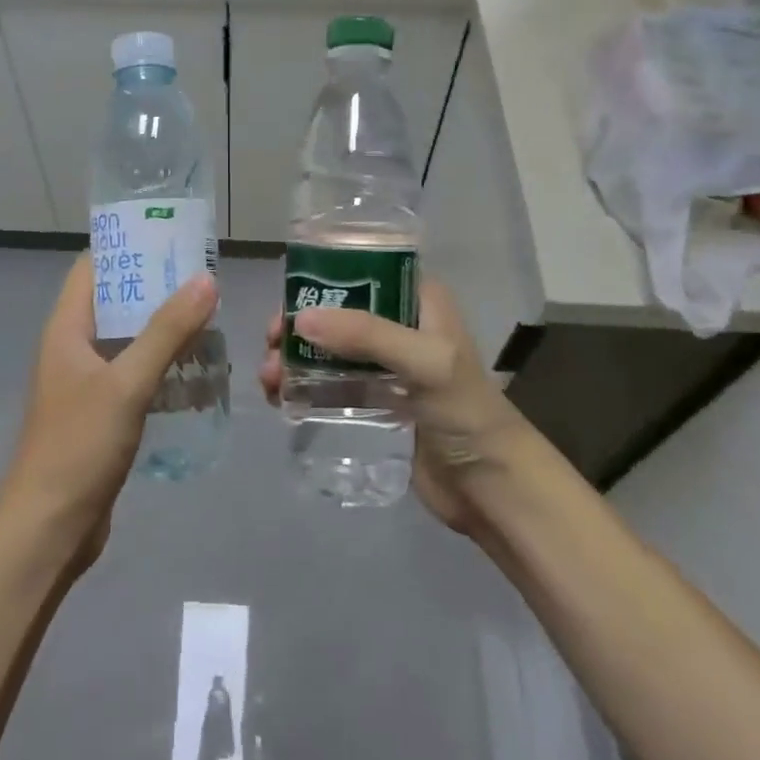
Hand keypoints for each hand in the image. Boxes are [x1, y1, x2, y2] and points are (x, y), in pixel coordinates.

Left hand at [0, 254, 217, 560]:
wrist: (49, 526)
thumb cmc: (79, 445)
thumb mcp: (127, 382)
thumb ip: (167, 331)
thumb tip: (206, 279)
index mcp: (66, 328)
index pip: (93, 267)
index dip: (128, 247)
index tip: (173, 238)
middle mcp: (73, 348)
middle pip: (116, 301)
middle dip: (157, 289)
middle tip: (206, 280)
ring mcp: (86, 383)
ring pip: (128, 340)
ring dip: (164, 330)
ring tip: (210, 319)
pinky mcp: (101, 413)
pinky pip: (135, 374)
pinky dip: (163, 366)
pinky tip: (197, 371)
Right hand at [258, 279, 528, 535]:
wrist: (490, 486)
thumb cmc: (465, 412)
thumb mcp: (425, 362)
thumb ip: (366, 336)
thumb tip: (300, 320)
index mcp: (419, 301)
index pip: (362, 273)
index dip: (320, 282)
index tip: (286, 302)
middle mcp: (401, 325)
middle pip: (337, 312)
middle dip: (299, 326)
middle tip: (270, 345)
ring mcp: (387, 365)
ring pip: (329, 348)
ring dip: (295, 357)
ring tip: (269, 379)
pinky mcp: (376, 400)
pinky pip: (332, 383)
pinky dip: (304, 385)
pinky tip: (281, 398)